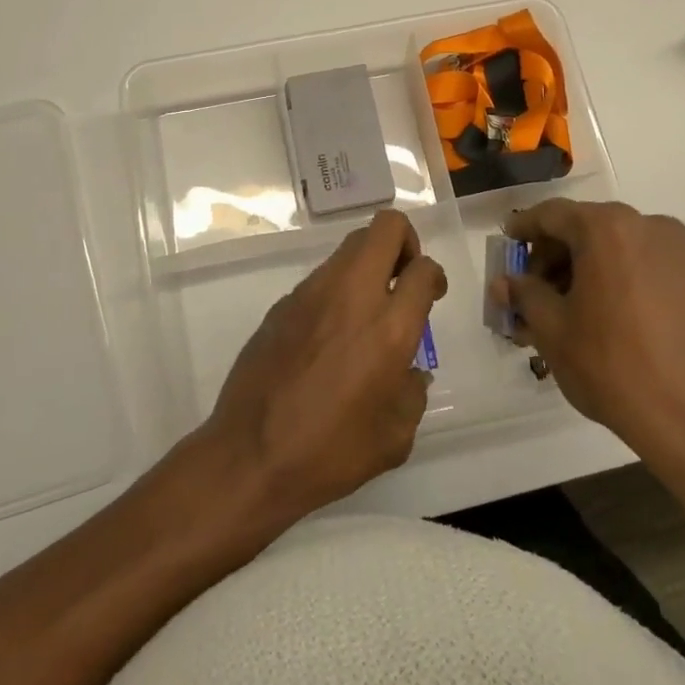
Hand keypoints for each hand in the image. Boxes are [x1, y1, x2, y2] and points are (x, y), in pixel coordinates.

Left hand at [204, 209, 446, 523]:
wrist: (251, 457)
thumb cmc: (331, 453)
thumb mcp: (395, 436)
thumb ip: (412, 393)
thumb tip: (409, 372)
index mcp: (388, 328)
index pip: (423, 269)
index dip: (433, 276)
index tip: (430, 295)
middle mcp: (351, 296)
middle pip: (384, 228)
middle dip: (404, 241)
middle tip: (403, 279)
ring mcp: (311, 294)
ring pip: (349, 247)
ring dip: (368, 264)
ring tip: (366, 309)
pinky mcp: (282, 304)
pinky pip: (320, 278)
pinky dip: (336, 290)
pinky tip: (329, 334)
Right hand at [500, 200, 684, 493]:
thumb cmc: (612, 366)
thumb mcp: (552, 330)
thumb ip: (524, 295)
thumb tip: (506, 283)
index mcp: (608, 229)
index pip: (552, 215)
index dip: (524, 228)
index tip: (507, 244)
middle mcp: (649, 227)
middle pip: (587, 229)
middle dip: (554, 257)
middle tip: (531, 291)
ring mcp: (681, 253)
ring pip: (617, 249)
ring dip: (586, 270)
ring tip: (565, 311)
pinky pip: (645, 267)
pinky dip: (618, 280)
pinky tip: (604, 317)